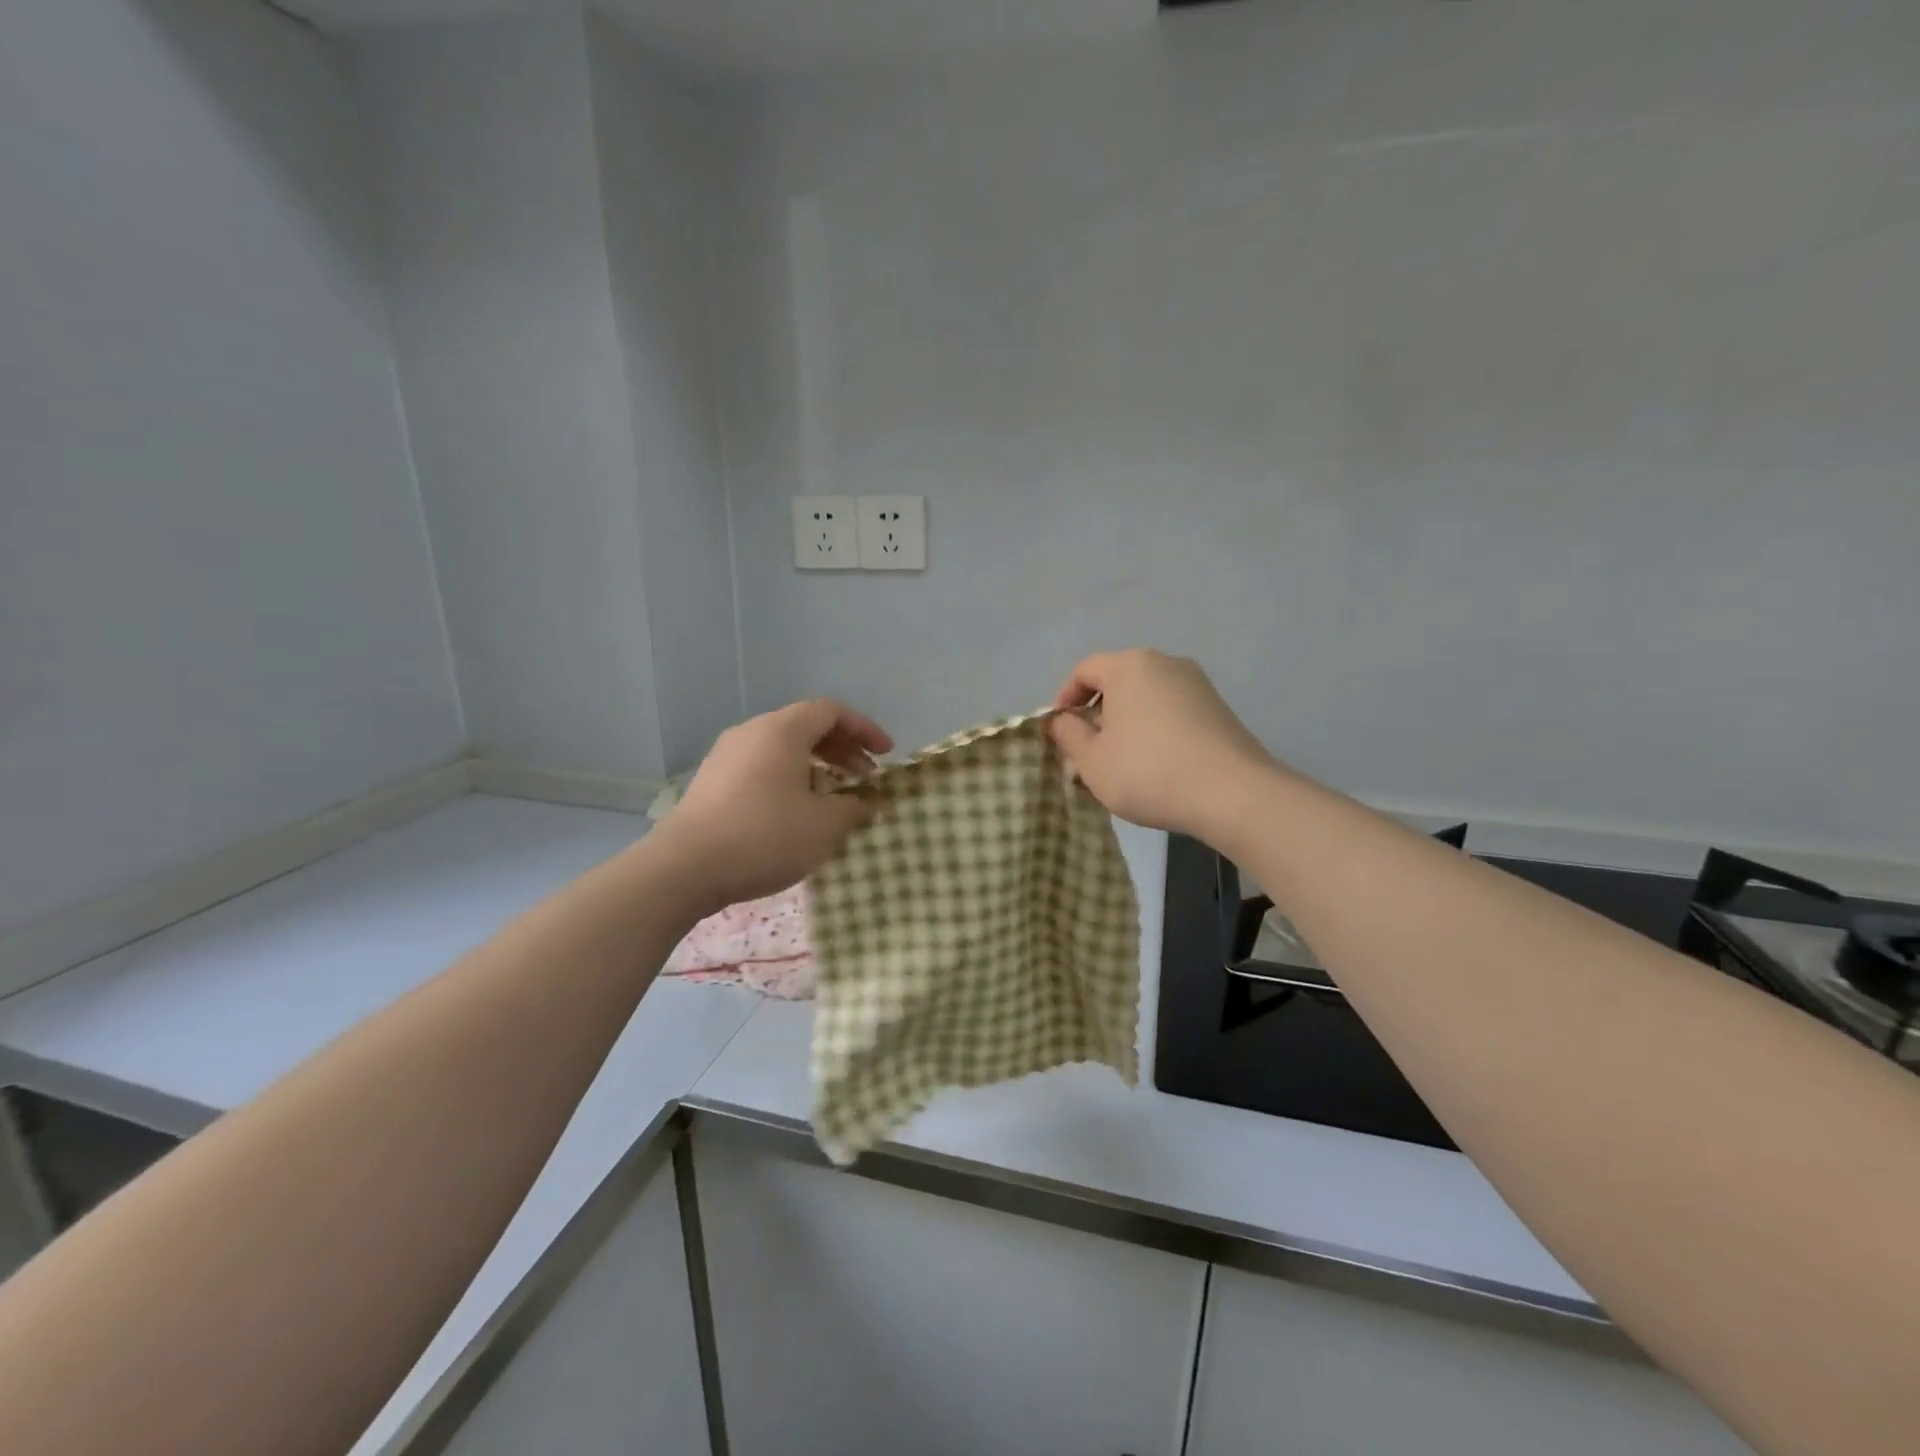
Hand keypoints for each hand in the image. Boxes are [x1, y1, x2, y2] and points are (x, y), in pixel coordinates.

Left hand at [651, 699, 892, 914]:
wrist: (684, 869)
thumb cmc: (765, 836)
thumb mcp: (824, 826)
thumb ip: (855, 807)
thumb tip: (871, 800)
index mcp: (782, 730)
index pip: (832, 711)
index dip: (865, 729)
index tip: (886, 755)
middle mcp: (752, 732)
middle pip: (806, 726)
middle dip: (843, 749)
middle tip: (865, 777)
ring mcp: (727, 755)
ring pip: (782, 747)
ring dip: (816, 764)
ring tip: (834, 795)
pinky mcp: (712, 781)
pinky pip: (762, 765)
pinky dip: (789, 776)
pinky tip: (796, 810)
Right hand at [1050, 649, 1277, 842]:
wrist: (1232, 794)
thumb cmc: (1147, 771)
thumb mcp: (1092, 760)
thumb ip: (1068, 735)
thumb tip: (1061, 721)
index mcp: (1129, 666)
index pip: (1084, 670)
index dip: (1065, 698)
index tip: (1060, 730)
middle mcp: (1165, 663)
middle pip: (1118, 681)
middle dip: (1097, 713)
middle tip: (1087, 749)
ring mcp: (1197, 684)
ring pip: (1147, 697)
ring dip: (1127, 723)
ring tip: (1121, 761)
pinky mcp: (1218, 708)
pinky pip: (1172, 710)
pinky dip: (1155, 729)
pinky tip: (1156, 764)